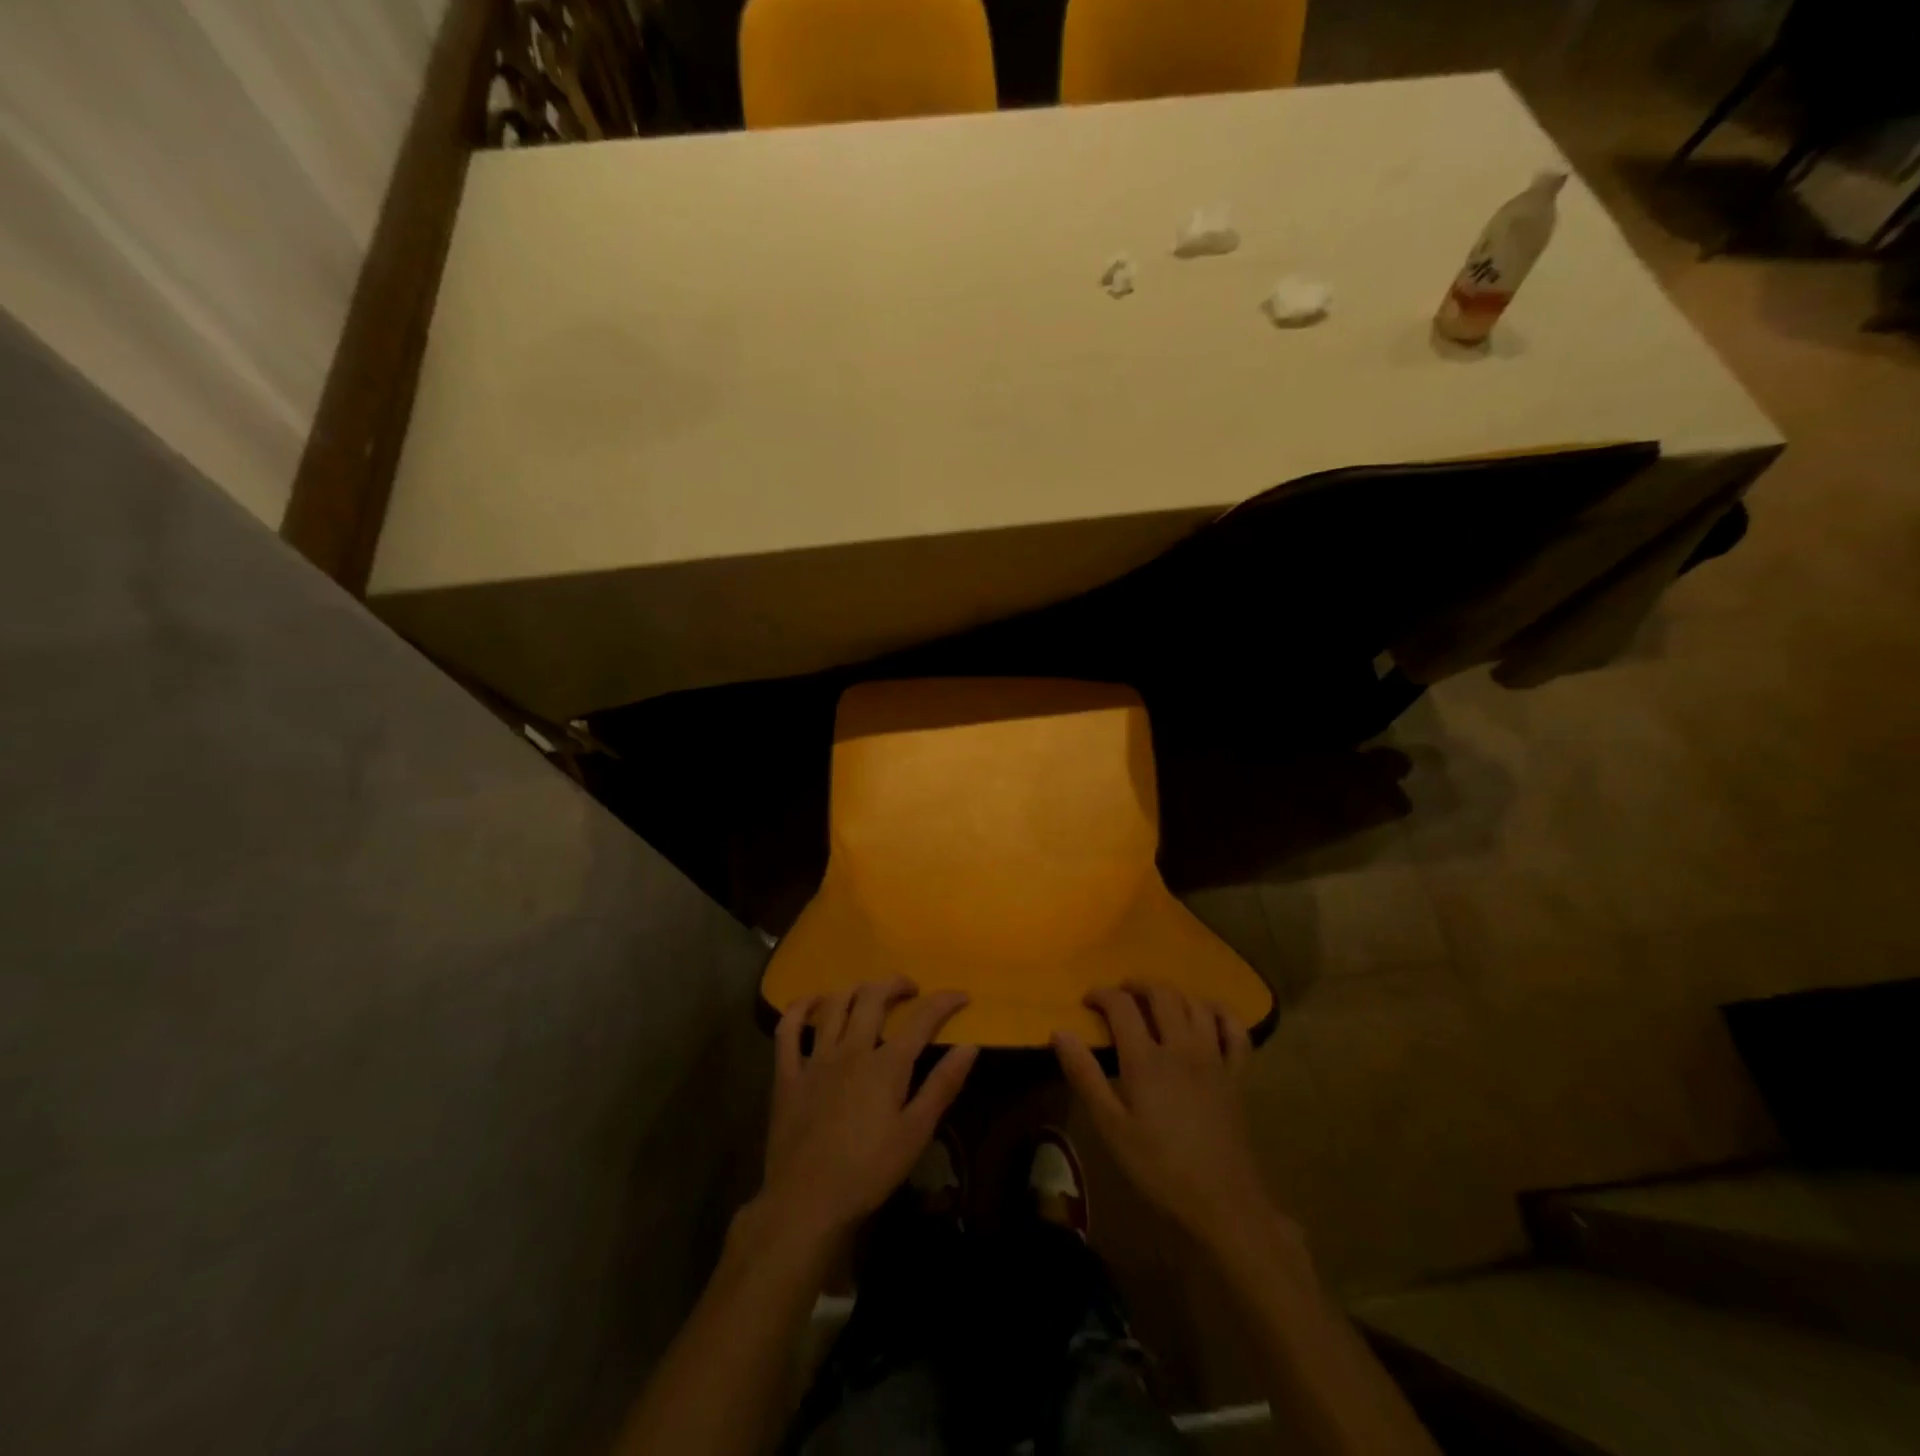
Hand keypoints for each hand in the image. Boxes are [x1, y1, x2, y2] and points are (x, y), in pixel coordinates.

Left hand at [760, 979, 977, 1244]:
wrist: (807, 1202)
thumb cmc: (868, 1171)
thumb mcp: (916, 1133)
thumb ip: (942, 1086)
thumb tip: (970, 1046)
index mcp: (886, 1065)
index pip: (922, 1019)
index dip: (944, 1001)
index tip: (961, 995)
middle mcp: (851, 1050)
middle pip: (873, 998)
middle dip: (896, 984)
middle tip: (910, 989)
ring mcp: (816, 1058)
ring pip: (835, 1004)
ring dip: (856, 989)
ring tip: (869, 993)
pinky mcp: (788, 1073)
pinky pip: (788, 1029)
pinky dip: (800, 1007)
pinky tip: (813, 1002)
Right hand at [1054, 983, 1268, 1246]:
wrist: (1223, 1203)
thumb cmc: (1159, 1168)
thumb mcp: (1111, 1127)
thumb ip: (1085, 1076)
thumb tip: (1059, 1032)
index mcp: (1146, 1059)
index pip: (1122, 1006)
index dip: (1102, 994)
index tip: (1087, 1001)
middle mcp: (1181, 1047)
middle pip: (1162, 994)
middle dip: (1137, 986)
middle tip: (1120, 995)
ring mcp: (1214, 1058)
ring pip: (1195, 1004)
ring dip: (1173, 995)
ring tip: (1156, 1003)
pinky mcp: (1237, 1075)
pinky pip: (1235, 1030)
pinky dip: (1220, 1013)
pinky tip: (1207, 1016)